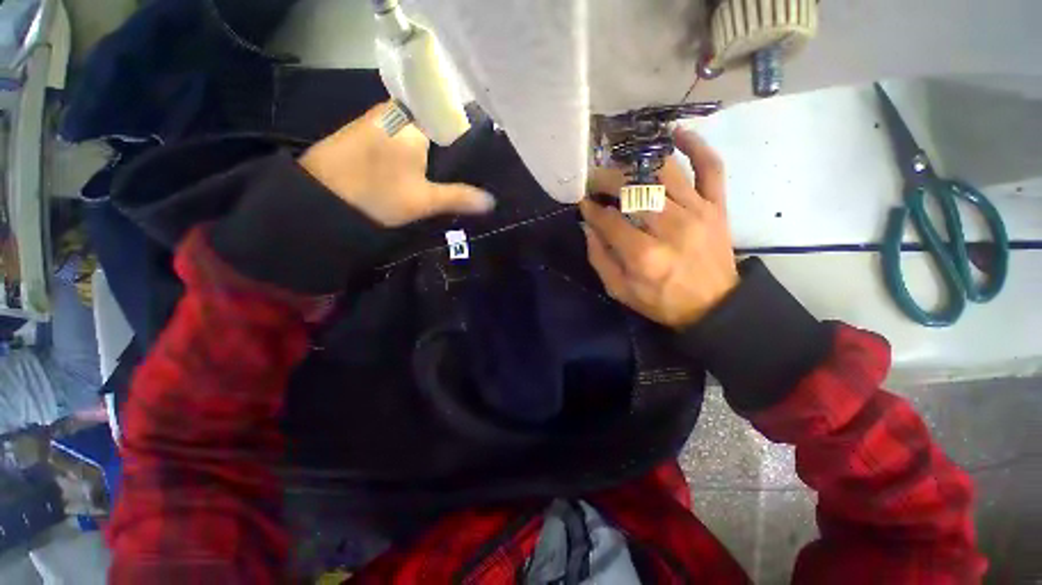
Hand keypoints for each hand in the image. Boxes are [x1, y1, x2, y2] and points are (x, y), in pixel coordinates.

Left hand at [299, 102, 494, 226]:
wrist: (319, 199)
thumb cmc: (376, 194)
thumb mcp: (424, 200)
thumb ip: (459, 197)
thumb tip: (491, 202)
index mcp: (413, 120)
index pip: (450, 115)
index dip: (466, 133)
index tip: (480, 152)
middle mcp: (395, 110)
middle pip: (434, 121)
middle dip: (451, 142)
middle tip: (467, 165)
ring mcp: (378, 118)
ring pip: (417, 128)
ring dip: (432, 146)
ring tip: (450, 167)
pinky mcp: (366, 130)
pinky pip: (400, 133)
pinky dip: (414, 147)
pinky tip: (421, 165)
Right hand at [580, 128, 737, 328]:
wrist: (714, 307)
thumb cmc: (662, 301)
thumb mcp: (620, 291)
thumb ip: (600, 259)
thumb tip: (589, 227)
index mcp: (644, 255)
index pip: (609, 220)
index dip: (591, 209)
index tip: (583, 203)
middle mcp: (670, 227)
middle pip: (633, 190)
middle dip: (607, 180)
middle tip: (594, 180)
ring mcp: (698, 212)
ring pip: (664, 172)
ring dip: (636, 163)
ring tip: (620, 164)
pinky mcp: (717, 206)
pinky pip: (710, 167)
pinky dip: (695, 146)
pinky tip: (675, 134)